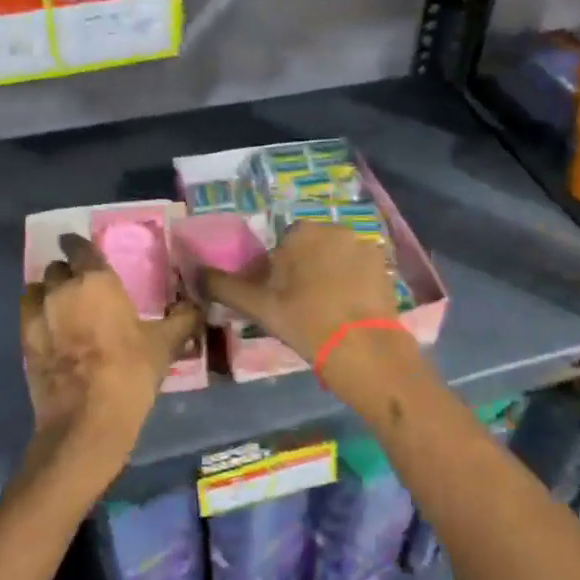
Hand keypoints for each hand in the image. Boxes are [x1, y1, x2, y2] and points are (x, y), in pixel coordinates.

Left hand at [19, 234, 200, 485]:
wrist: (87, 419)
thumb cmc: (130, 372)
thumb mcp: (165, 344)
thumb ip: (182, 319)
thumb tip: (196, 306)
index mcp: (96, 280)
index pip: (80, 247)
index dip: (80, 246)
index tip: (84, 251)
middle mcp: (61, 289)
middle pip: (56, 268)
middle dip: (67, 273)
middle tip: (82, 287)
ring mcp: (37, 315)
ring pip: (36, 289)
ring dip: (47, 293)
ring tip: (61, 308)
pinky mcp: (23, 342)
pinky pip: (27, 316)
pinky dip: (37, 317)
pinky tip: (50, 332)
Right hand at [196, 222, 407, 371]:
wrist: (366, 350)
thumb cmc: (306, 323)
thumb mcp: (259, 307)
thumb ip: (224, 286)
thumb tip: (195, 273)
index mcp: (302, 232)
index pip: (279, 248)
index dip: (274, 275)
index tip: (276, 301)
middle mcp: (335, 229)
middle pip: (308, 250)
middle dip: (301, 273)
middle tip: (298, 309)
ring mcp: (364, 246)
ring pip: (333, 260)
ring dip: (326, 278)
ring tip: (324, 314)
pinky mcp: (384, 267)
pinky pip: (357, 271)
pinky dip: (350, 285)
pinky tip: (347, 313)